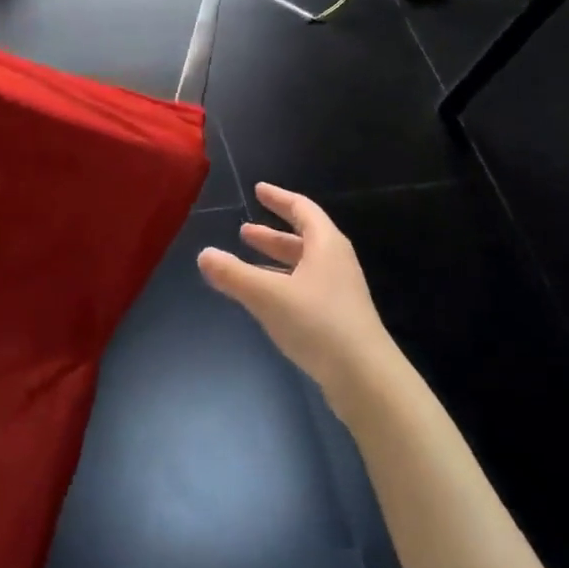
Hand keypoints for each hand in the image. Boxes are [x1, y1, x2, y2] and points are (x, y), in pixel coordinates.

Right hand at [197, 182, 399, 415]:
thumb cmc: (318, 323)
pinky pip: (305, 289)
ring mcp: (339, 292)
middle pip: (302, 238)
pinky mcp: (338, 318)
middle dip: (271, 235)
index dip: (279, 198)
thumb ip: (233, 274)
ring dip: (275, 261)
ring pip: (302, 266)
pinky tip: (265, 299)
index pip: (302, 209)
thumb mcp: (268, 295)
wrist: (365, 377)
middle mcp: (336, 262)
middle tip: (244, 231)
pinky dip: (282, 284)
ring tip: (247, 263)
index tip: (259, 190)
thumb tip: (203, 255)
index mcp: (326, 244)